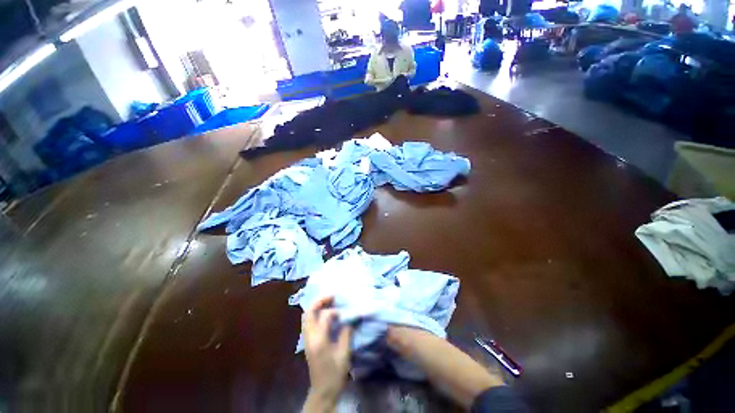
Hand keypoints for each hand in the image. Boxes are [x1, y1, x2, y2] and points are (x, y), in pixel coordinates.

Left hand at [303, 296, 351, 409]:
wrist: (322, 391)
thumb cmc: (335, 374)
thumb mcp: (344, 354)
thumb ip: (346, 333)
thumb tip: (350, 318)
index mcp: (319, 340)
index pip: (325, 316)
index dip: (335, 312)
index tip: (344, 313)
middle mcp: (309, 337)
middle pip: (309, 312)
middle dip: (320, 301)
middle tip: (332, 296)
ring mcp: (306, 339)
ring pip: (306, 316)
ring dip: (316, 306)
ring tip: (328, 301)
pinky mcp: (307, 341)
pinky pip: (308, 322)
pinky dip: (315, 313)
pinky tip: (324, 313)